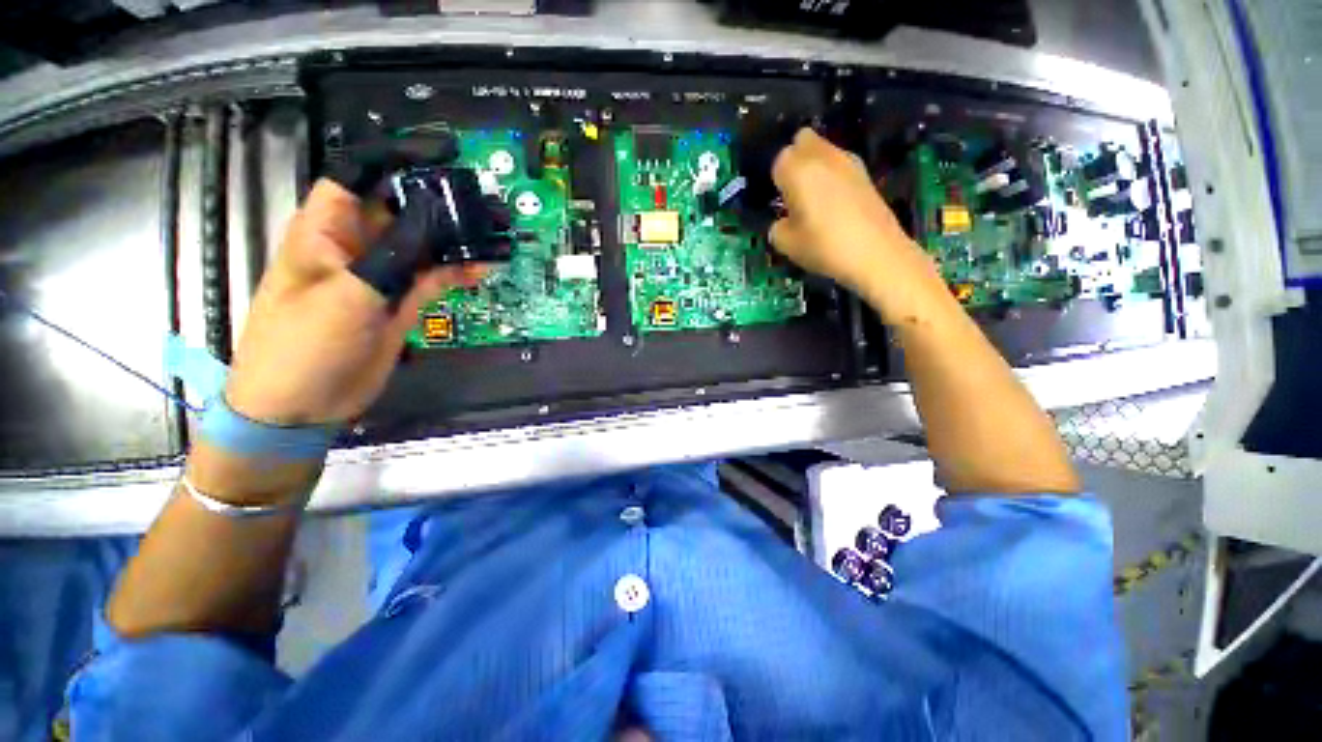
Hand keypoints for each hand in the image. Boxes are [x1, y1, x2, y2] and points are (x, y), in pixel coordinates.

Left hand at [224, 179, 480, 425]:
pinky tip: (483, 266)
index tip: (442, 156)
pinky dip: (458, 271)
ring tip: (494, 232)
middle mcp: (356, 246)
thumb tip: (436, 215)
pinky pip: (434, 278)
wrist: (301, 404)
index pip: (358, 176)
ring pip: (424, 245)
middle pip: (401, 209)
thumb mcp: (349, 294)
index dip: (396, 160)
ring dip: (456, 239)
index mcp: (326, 230)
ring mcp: (382, 276)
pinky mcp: (401, 303)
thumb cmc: (304, 344)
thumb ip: (396, 255)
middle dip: (439, 201)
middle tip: (484, 200)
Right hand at [769, 129, 943, 314]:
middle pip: (802, 140)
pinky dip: (833, 175)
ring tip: (814, 198)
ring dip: (815, 166)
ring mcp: (848, 162)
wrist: (876, 253)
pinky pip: (840, 163)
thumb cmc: (824, 247)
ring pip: (823, 149)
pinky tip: (835, 203)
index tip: (781, 202)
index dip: (777, 182)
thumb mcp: (787, 245)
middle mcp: (822, 157)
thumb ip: (777, 228)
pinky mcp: (865, 173)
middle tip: (794, 190)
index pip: (778, 162)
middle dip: (795, 159)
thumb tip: (783, 222)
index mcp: (798, 171)